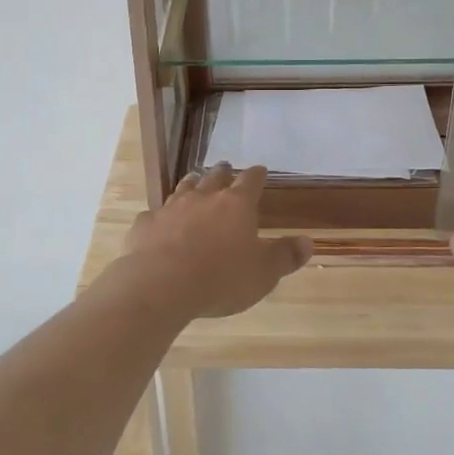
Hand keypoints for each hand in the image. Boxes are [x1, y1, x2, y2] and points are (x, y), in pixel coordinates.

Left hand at [112, 165, 311, 319]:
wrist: (160, 285)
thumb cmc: (220, 279)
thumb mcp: (263, 274)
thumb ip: (285, 256)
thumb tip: (307, 242)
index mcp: (236, 205)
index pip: (250, 181)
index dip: (257, 174)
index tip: (260, 170)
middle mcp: (203, 198)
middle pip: (214, 177)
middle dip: (222, 173)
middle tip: (225, 168)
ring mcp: (171, 208)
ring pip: (183, 188)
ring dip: (192, 184)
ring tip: (194, 180)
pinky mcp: (146, 225)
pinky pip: (155, 214)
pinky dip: (160, 216)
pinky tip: (159, 221)